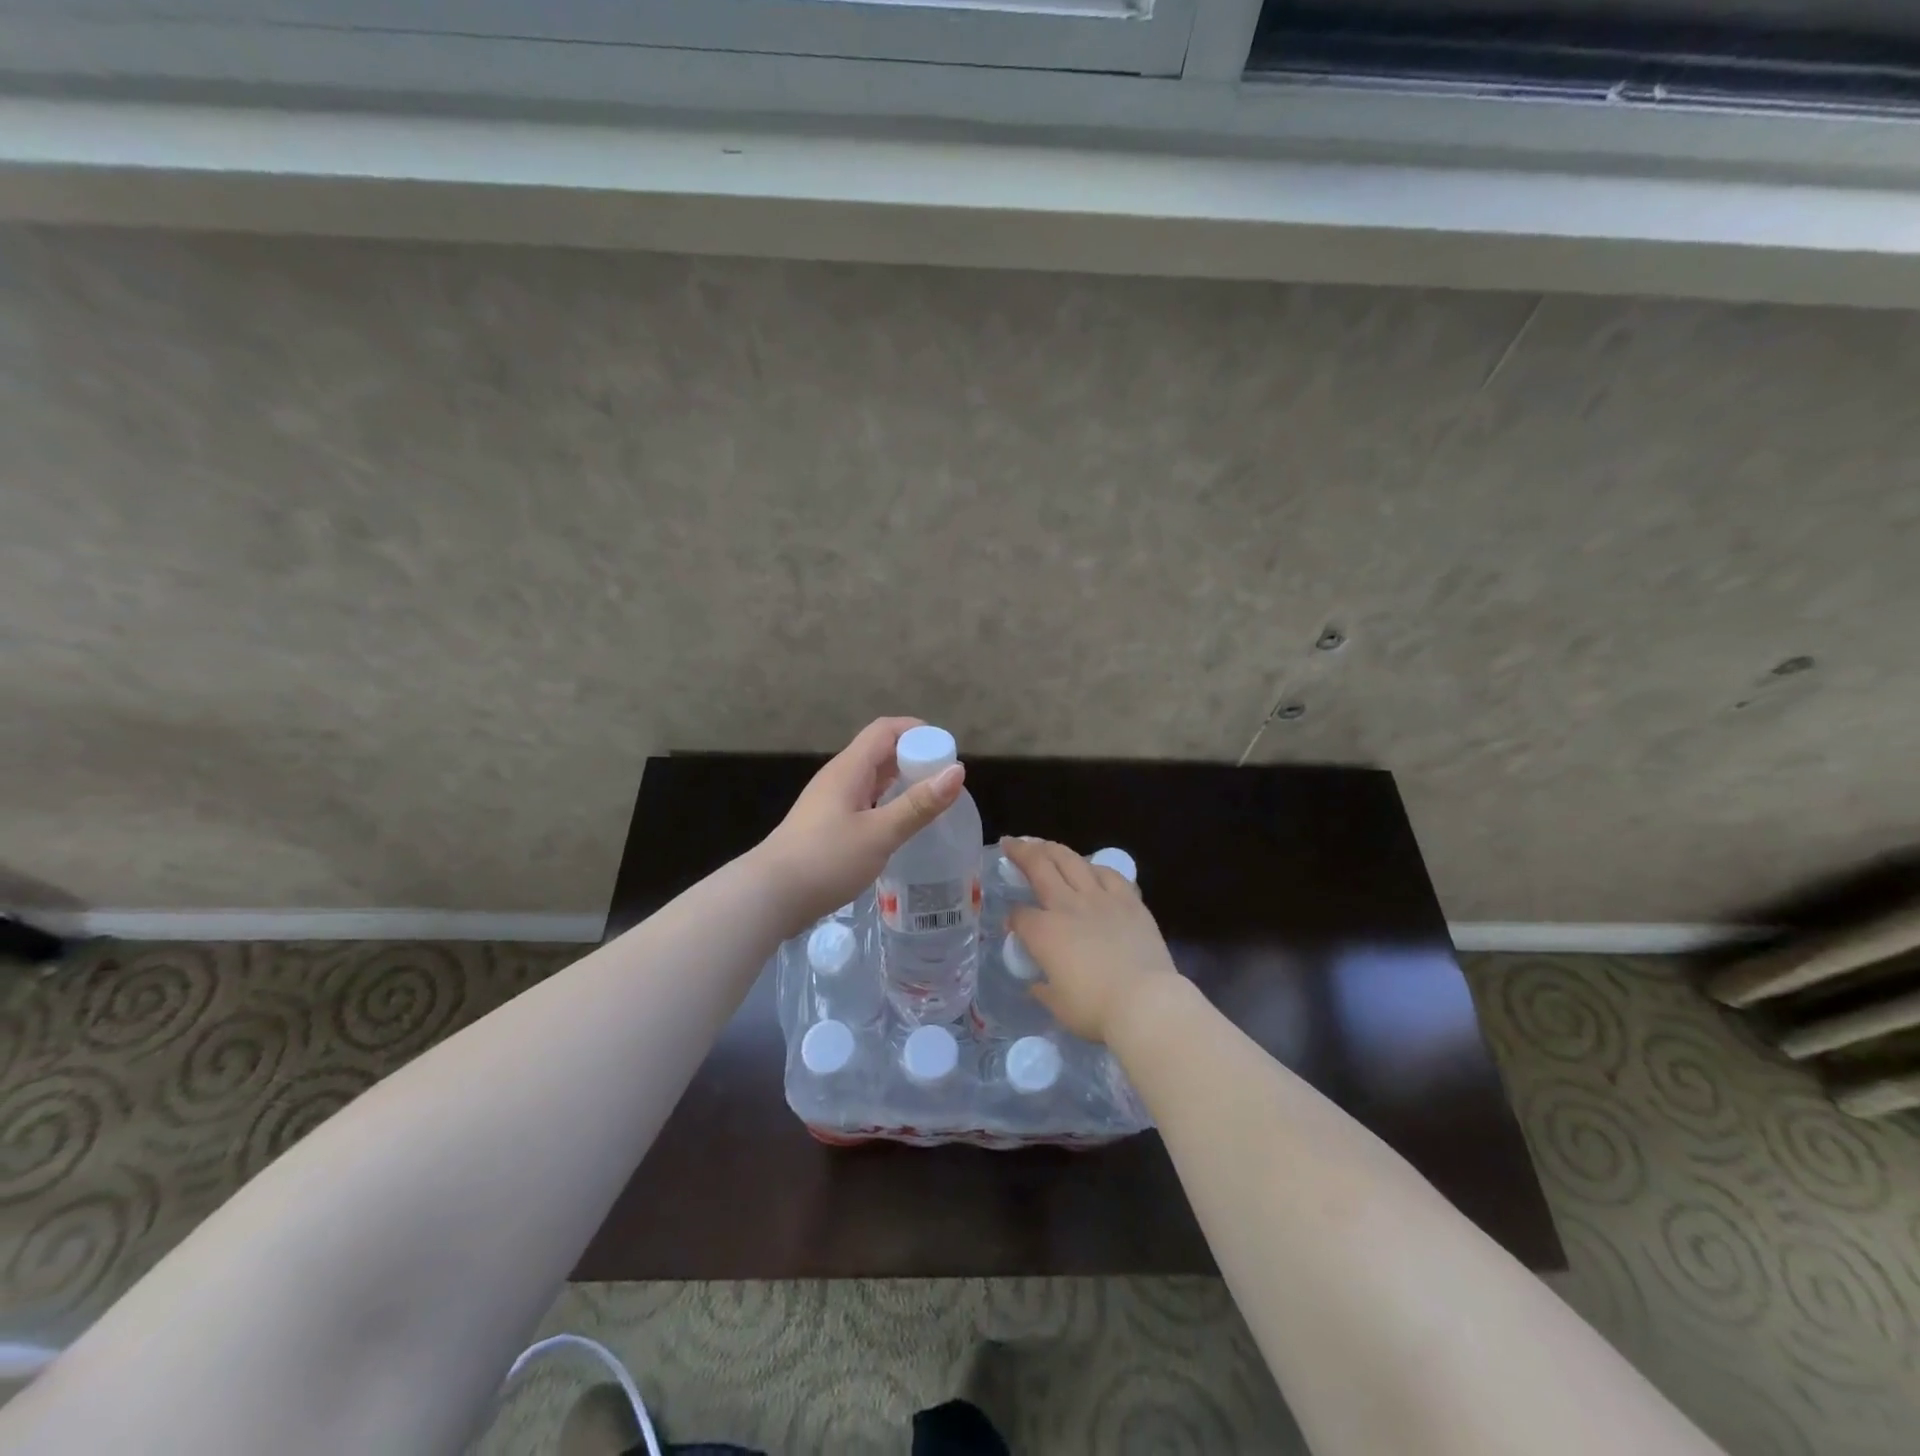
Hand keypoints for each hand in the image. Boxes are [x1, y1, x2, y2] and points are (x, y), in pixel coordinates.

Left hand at [757, 717, 965, 931]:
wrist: (769, 897)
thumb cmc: (826, 860)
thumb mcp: (879, 834)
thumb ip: (918, 804)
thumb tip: (958, 771)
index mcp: (849, 769)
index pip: (885, 730)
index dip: (917, 731)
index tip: (947, 750)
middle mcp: (838, 778)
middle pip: (879, 752)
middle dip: (913, 757)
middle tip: (945, 780)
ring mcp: (829, 802)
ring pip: (871, 779)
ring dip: (900, 782)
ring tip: (930, 801)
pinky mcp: (826, 825)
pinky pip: (863, 801)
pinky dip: (886, 803)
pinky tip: (899, 825)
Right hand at [1003, 837, 1182, 1045]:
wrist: (1146, 1002)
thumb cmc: (1096, 1010)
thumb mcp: (1059, 1006)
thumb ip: (1044, 989)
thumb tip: (1036, 984)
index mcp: (1044, 932)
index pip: (1019, 915)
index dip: (1012, 918)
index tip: (1012, 925)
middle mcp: (1067, 906)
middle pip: (1039, 867)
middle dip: (1021, 852)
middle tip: (1010, 843)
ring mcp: (1100, 898)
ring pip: (1071, 861)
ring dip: (1053, 849)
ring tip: (1042, 844)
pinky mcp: (1129, 901)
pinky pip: (1108, 874)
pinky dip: (1094, 867)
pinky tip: (1090, 868)